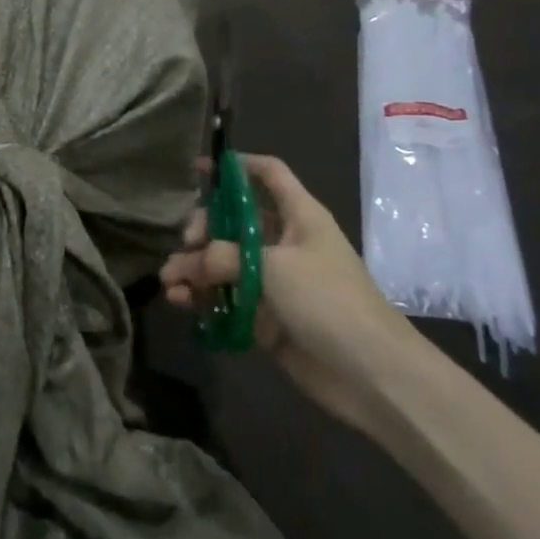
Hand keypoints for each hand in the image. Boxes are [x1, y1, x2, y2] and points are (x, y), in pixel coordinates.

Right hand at [160, 154, 416, 427]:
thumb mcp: (275, 267)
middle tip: (185, 243)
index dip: (237, 166)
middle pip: (233, 221)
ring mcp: (272, 282)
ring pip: (222, 263)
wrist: (369, 372)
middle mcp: (283, 243)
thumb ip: (223, 258)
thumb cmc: (329, 301)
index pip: (268, 174)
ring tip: (170, 282)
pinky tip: (181, 302)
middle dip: (203, 228)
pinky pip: (224, 298)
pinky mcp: (263, 316)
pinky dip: (201, 298)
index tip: (199, 169)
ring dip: (193, 268)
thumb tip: (185, 263)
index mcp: (299, 216)